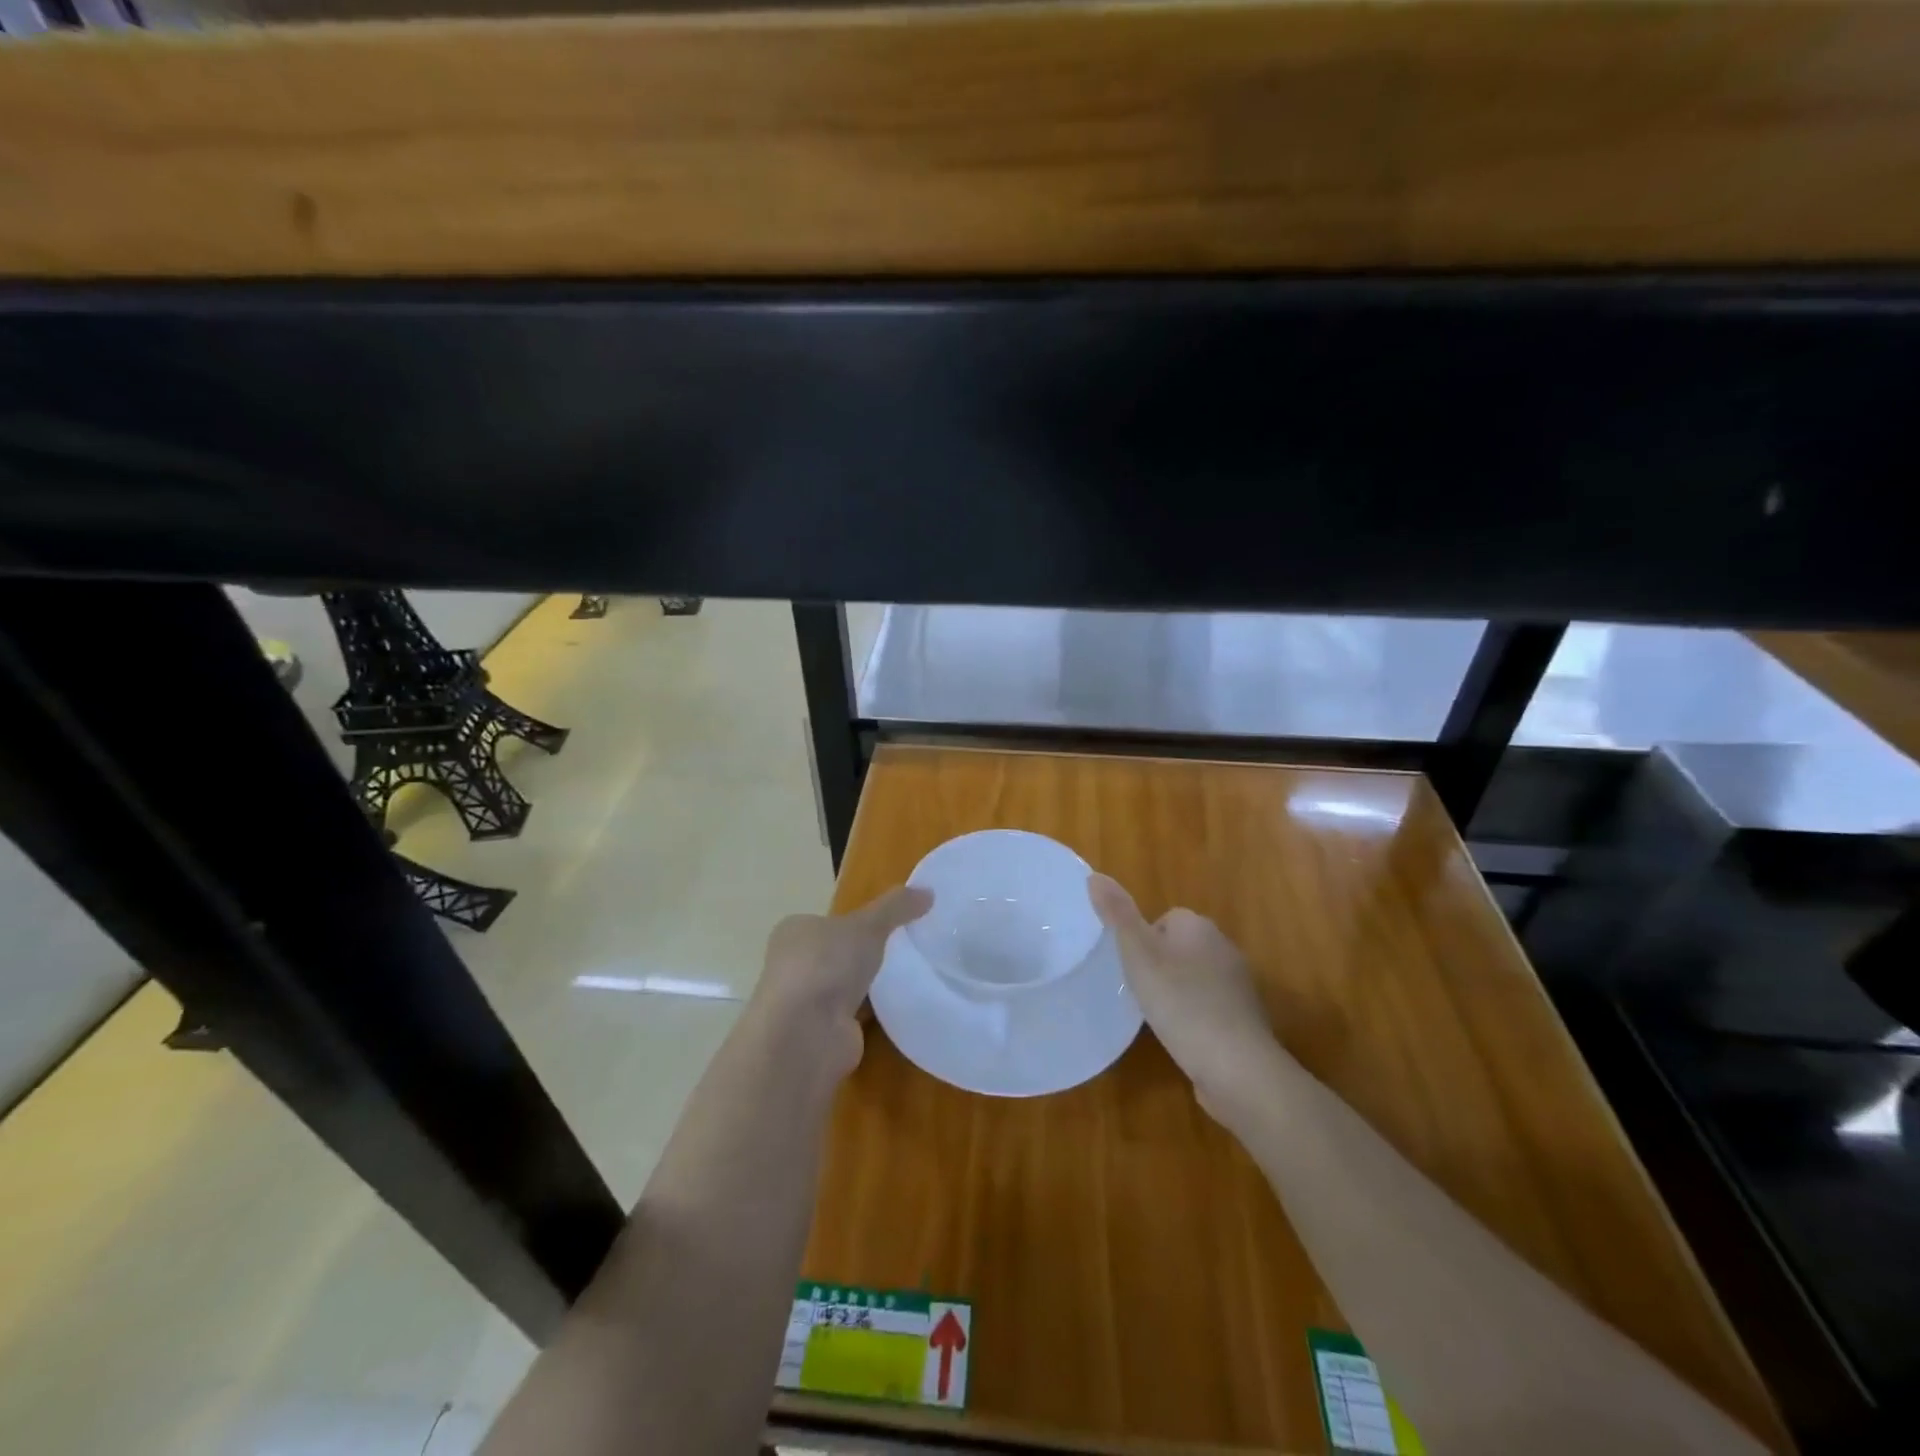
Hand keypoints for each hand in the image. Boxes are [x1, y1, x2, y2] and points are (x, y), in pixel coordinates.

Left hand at [750, 886, 931, 1079]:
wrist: (805, 1035)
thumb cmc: (826, 965)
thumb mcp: (868, 925)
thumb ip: (896, 907)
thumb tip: (928, 890)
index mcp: (794, 932)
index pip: (826, 921)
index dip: (853, 921)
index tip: (886, 924)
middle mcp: (792, 966)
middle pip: (834, 954)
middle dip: (861, 954)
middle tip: (902, 949)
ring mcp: (804, 1003)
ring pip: (842, 987)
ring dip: (865, 986)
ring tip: (905, 976)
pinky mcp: (821, 1034)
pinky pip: (852, 1016)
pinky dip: (870, 1013)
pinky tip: (896, 1007)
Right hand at [1088, 873, 1285, 1121]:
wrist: (1236, 1066)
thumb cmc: (1181, 1003)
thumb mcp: (1138, 955)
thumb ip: (1117, 915)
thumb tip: (1094, 875)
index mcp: (1198, 926)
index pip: (1164, 919)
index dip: (1143, 941)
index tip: (1131, 968)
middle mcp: (1223, 947)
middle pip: (1180, 947)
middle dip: (1159, 966)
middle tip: (1139, 992)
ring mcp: (1238, 985)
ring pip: (1195, 977)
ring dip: (1177, 992)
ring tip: (1157, 1017)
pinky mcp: (1244, 1019)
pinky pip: (1210, 1006)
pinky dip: (1194, 1017)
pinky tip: (1182, 1037)